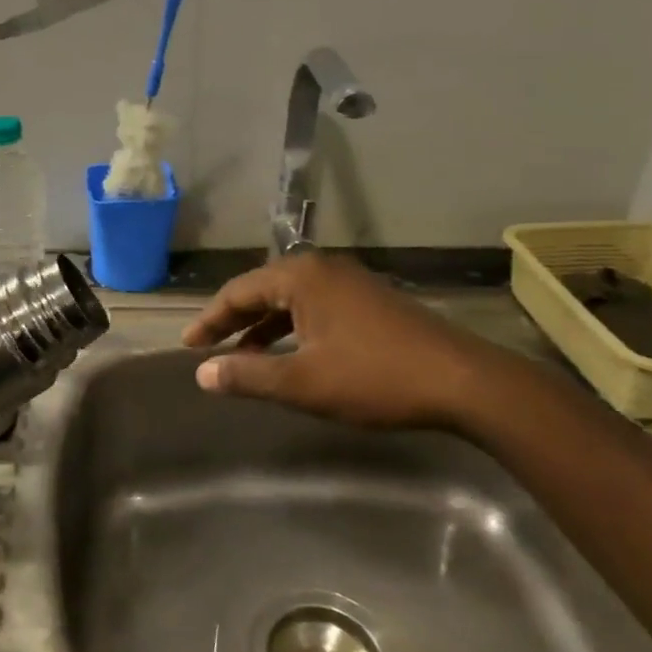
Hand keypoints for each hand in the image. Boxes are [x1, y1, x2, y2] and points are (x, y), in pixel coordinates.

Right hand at [180, 253, 521, 430]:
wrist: (463, 381)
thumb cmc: (375, 377)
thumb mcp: (303, 382)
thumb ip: (248, 375)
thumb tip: (202, 373)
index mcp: (301, 276)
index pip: (238, 291)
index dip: (210, 320)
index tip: (188, 346)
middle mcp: (323, 269)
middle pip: (263, 290)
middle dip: (234, 321)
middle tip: (207, 349)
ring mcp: (351, 282)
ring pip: (291, 300)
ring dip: (264, 327)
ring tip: (243, 357)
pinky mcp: (371, 301)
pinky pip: (315, 307)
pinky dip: (293, 328)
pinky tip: (291, 355)